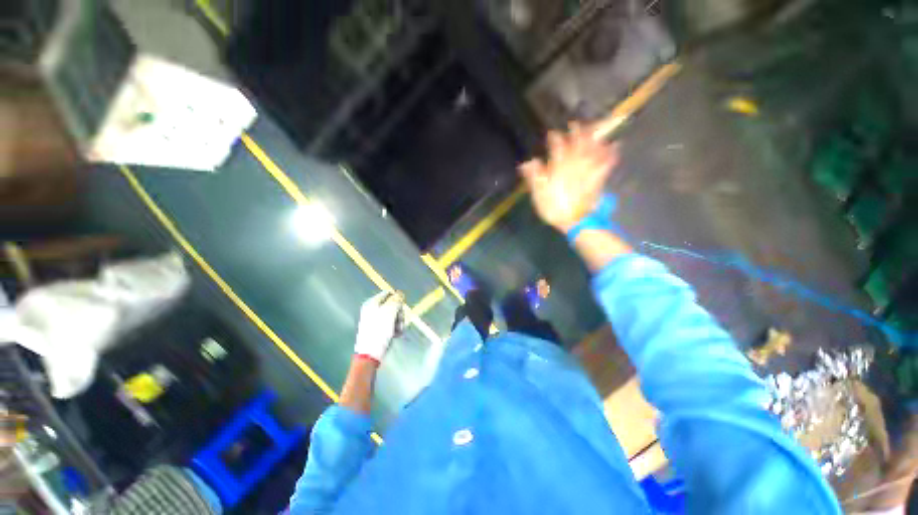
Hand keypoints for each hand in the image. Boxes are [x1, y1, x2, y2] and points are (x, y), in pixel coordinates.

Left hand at [354, 291, 405, 362]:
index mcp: (372, 303)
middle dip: (399, 313)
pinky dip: (395, 328)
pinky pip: (390, 324)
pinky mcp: (378, 329)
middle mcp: (372, 309)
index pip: (389, 293)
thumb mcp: (389, 312)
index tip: (401, 308)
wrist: (370, 355)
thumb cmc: (379, 332)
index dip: (397, 299)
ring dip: (399, 322)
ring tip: (398, 330)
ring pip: (393, 315)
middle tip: (399, 321)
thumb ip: (396, 300)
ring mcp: (375, 320)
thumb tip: (400, 293)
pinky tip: (396, 335)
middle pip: (393, 305)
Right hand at [519, 123, 619, 232]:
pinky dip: (612, 153)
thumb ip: (534, 176)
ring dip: (594, 137)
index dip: (555, 138)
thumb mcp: (538, 193)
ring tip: (596, 128)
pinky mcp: (598, 178)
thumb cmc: (553, 207)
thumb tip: (528, 162)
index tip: (552, 133)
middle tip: (576, 124)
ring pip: (593, 149)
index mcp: (559, 166)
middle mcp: (575, 163)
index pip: (557, 147)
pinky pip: (607, 162)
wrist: (574, 221)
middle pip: (578, 143)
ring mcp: (589, 170)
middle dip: (577, 132)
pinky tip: (616, 146)